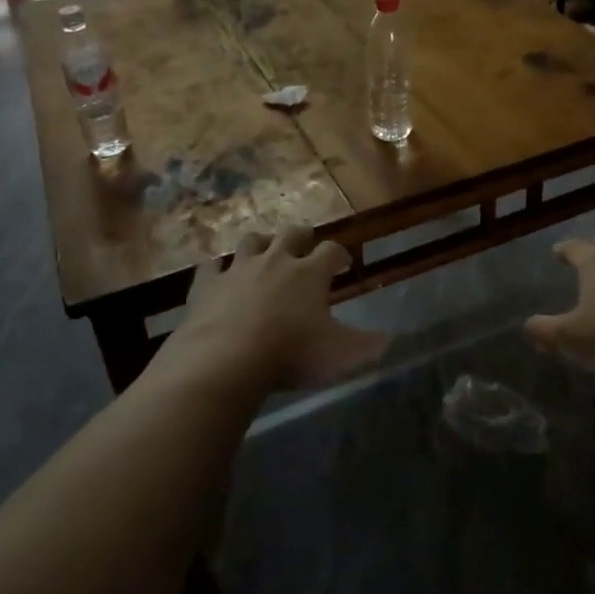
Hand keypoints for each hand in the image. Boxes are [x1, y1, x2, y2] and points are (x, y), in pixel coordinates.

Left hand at [172, 227, 384, 392]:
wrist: (226, 359)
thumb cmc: (291, 353)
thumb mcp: (340, 355)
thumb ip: (367, 345)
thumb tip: (387, 339)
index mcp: (310, 273)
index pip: (331, 250)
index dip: (338, 254)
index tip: (342, 263)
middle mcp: (275, 261)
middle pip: (291, 234)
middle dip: (300, 237)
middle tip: (304, 245)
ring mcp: (238, 269)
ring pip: (251, 242)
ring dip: (260, 244)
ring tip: (263, 251)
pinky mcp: (207, 284)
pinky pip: (211, 267)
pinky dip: (217, 269)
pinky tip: (217, 275)